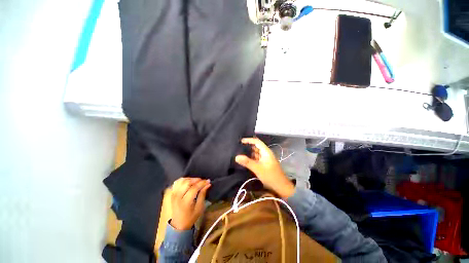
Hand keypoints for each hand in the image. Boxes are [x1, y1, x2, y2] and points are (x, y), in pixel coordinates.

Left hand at [170, 178, 210, 230]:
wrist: (178, 225)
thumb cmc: (191, 217)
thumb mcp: (199, 208)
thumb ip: (203, 194)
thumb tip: (208, 184)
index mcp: (185, 202)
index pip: (194, 188)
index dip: (202, 183)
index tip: (208, 181)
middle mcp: (178, 197)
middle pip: (187, 182)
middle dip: (196, 180)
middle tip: (202, 181)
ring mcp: (173, 194)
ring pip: (181, 181)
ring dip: (190, 179)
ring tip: (196, 181)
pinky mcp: (171, 193)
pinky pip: (177, 182)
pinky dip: (183, 180)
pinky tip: (188, 182)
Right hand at [235, 138, 294, 198]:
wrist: (281, 187)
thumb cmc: (270, 176)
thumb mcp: (258, 168)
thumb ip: (247, 162)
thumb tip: (236, 157)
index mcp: (266, 151)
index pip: (257, 142)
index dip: (249, 140)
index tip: (241, 141)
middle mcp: (265, 153)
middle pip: (256, 147)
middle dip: (247, 146)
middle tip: (237, 147)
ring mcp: (264, 159)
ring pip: (255, 153)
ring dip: (248, 152)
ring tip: (239, 152)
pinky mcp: (263, 164)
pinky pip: (256, 159)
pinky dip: (250, 158)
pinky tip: (244, 160)